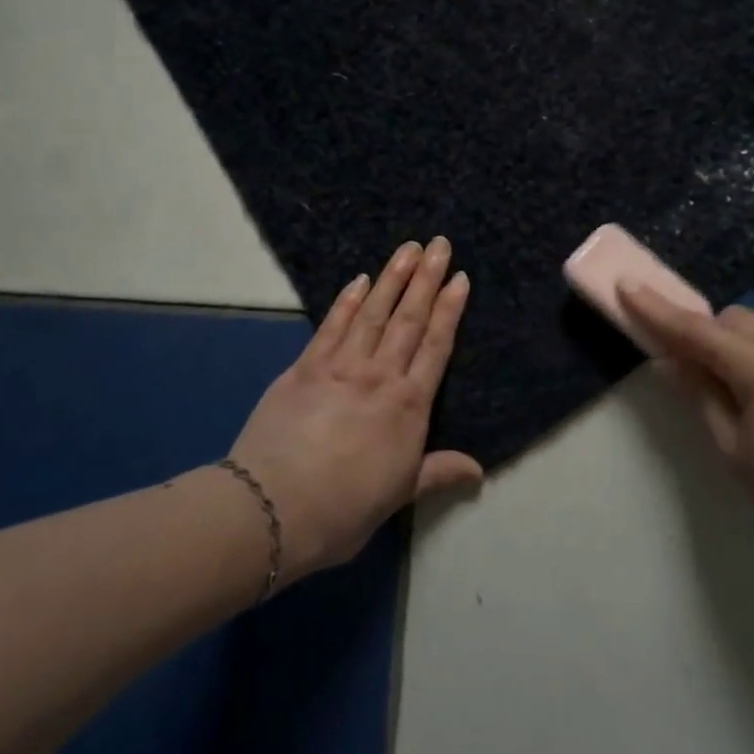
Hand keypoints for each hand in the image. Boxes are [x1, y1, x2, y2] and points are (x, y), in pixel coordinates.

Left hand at [229, 239, 482, 580]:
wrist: (274, 507)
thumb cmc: (343, 510)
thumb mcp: (398, 495)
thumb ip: (437, 472)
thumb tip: (479, 470)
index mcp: (408, 407)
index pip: (436, 346)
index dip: (450, 310)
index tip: (460, 278)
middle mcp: (380, 376)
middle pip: (409, 318)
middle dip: (427, 278)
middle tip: (440, 244)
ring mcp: (341, 366)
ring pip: (374, 312)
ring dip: (393, 277)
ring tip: (409, 247)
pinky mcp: (305, 366)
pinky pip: (332, 325)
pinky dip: (348, 300)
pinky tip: (360, 280)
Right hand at [618, 287, 753, 572]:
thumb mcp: (732, 448)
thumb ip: (699, 394)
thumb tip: (670, 361)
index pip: (697, 330)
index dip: (658, 310)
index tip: (628, 286)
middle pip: (735, 320)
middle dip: (709, 334)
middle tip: (696, 368)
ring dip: (744, 349)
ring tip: (746, 396)